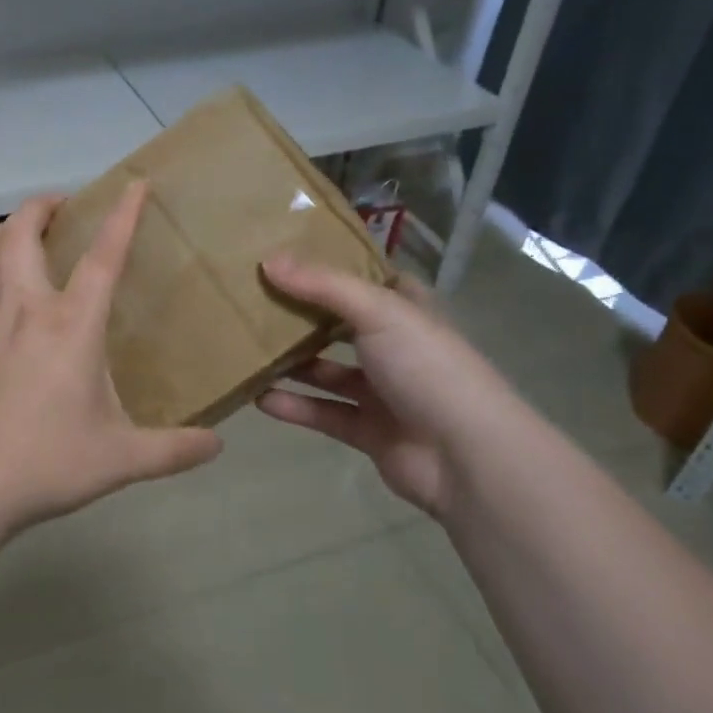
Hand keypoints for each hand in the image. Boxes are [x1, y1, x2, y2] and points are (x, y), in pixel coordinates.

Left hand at [0, 183, 223, 537]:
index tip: (133, 185)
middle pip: (23, 235)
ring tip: (19, 225)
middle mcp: (25, 309)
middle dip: (41, 206)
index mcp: (71, 326)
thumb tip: (218, 446)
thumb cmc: (47, 463)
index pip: (103, 258)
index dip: (121, 216)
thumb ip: (174, 450)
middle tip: (60, 203)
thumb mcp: (122, 459)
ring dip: (3, 227)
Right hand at [254, 254, 517, 518]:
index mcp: (407, 311)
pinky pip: (323, 412)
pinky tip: (258, 397)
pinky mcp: (369, 430)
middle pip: (340, 325)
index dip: (334, 266)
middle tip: (252, 301)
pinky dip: (294, 406)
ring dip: (292, 363)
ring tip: (246, 349)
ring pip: (328, 371)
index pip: (369, 279)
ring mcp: (383, 391)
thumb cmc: (427, 367)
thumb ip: (322, 285)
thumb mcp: (378, 311)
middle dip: (301, 316)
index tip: (288, 256)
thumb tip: (267, 260)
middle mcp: (395, 347)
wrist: (466, 456)